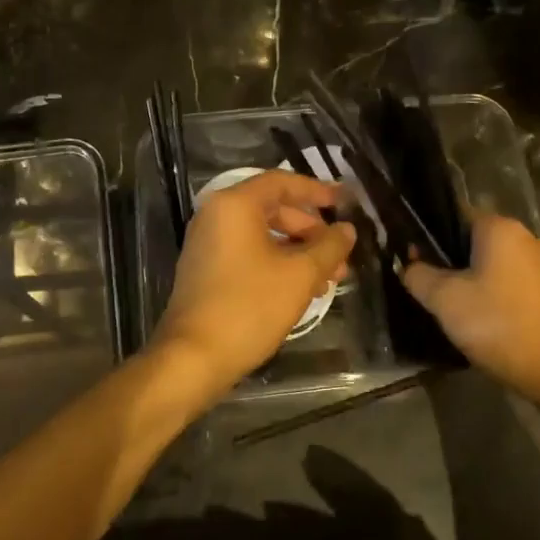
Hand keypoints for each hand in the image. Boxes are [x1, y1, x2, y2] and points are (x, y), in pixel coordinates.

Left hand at [153, 169, 356, 405]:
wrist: (193, 358)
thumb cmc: (249, 307)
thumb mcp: (300, 275)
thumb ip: (329, 246)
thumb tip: (347, 229)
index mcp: (235, 205)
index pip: (281, 182)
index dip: (316, 190)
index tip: (343, 203)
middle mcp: (216, 216)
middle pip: (273, 208)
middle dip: (311, 230)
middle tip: (339, 254)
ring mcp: (207, 244)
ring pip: (263, 234)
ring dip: (298, 251)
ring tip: (328, 278)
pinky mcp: (206, 270)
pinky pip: (248, 253)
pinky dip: (277, 262)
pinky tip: (302, 289)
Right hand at [402, 213, 539, 407]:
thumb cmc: (499, 324)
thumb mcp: (445, 300)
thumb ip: (418, 275)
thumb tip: (408, 264)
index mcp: (499, 228)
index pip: (453, 214)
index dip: (427, 234)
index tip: (410, 259)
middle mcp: (523, 237)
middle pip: (472, 240)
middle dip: (447, 261)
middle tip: (426, 288)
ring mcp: (539, 265)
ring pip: (490, 264)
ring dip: (468, 281)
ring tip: (449, 308)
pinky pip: (507, 283)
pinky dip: (490, 295)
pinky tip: (478, 321)